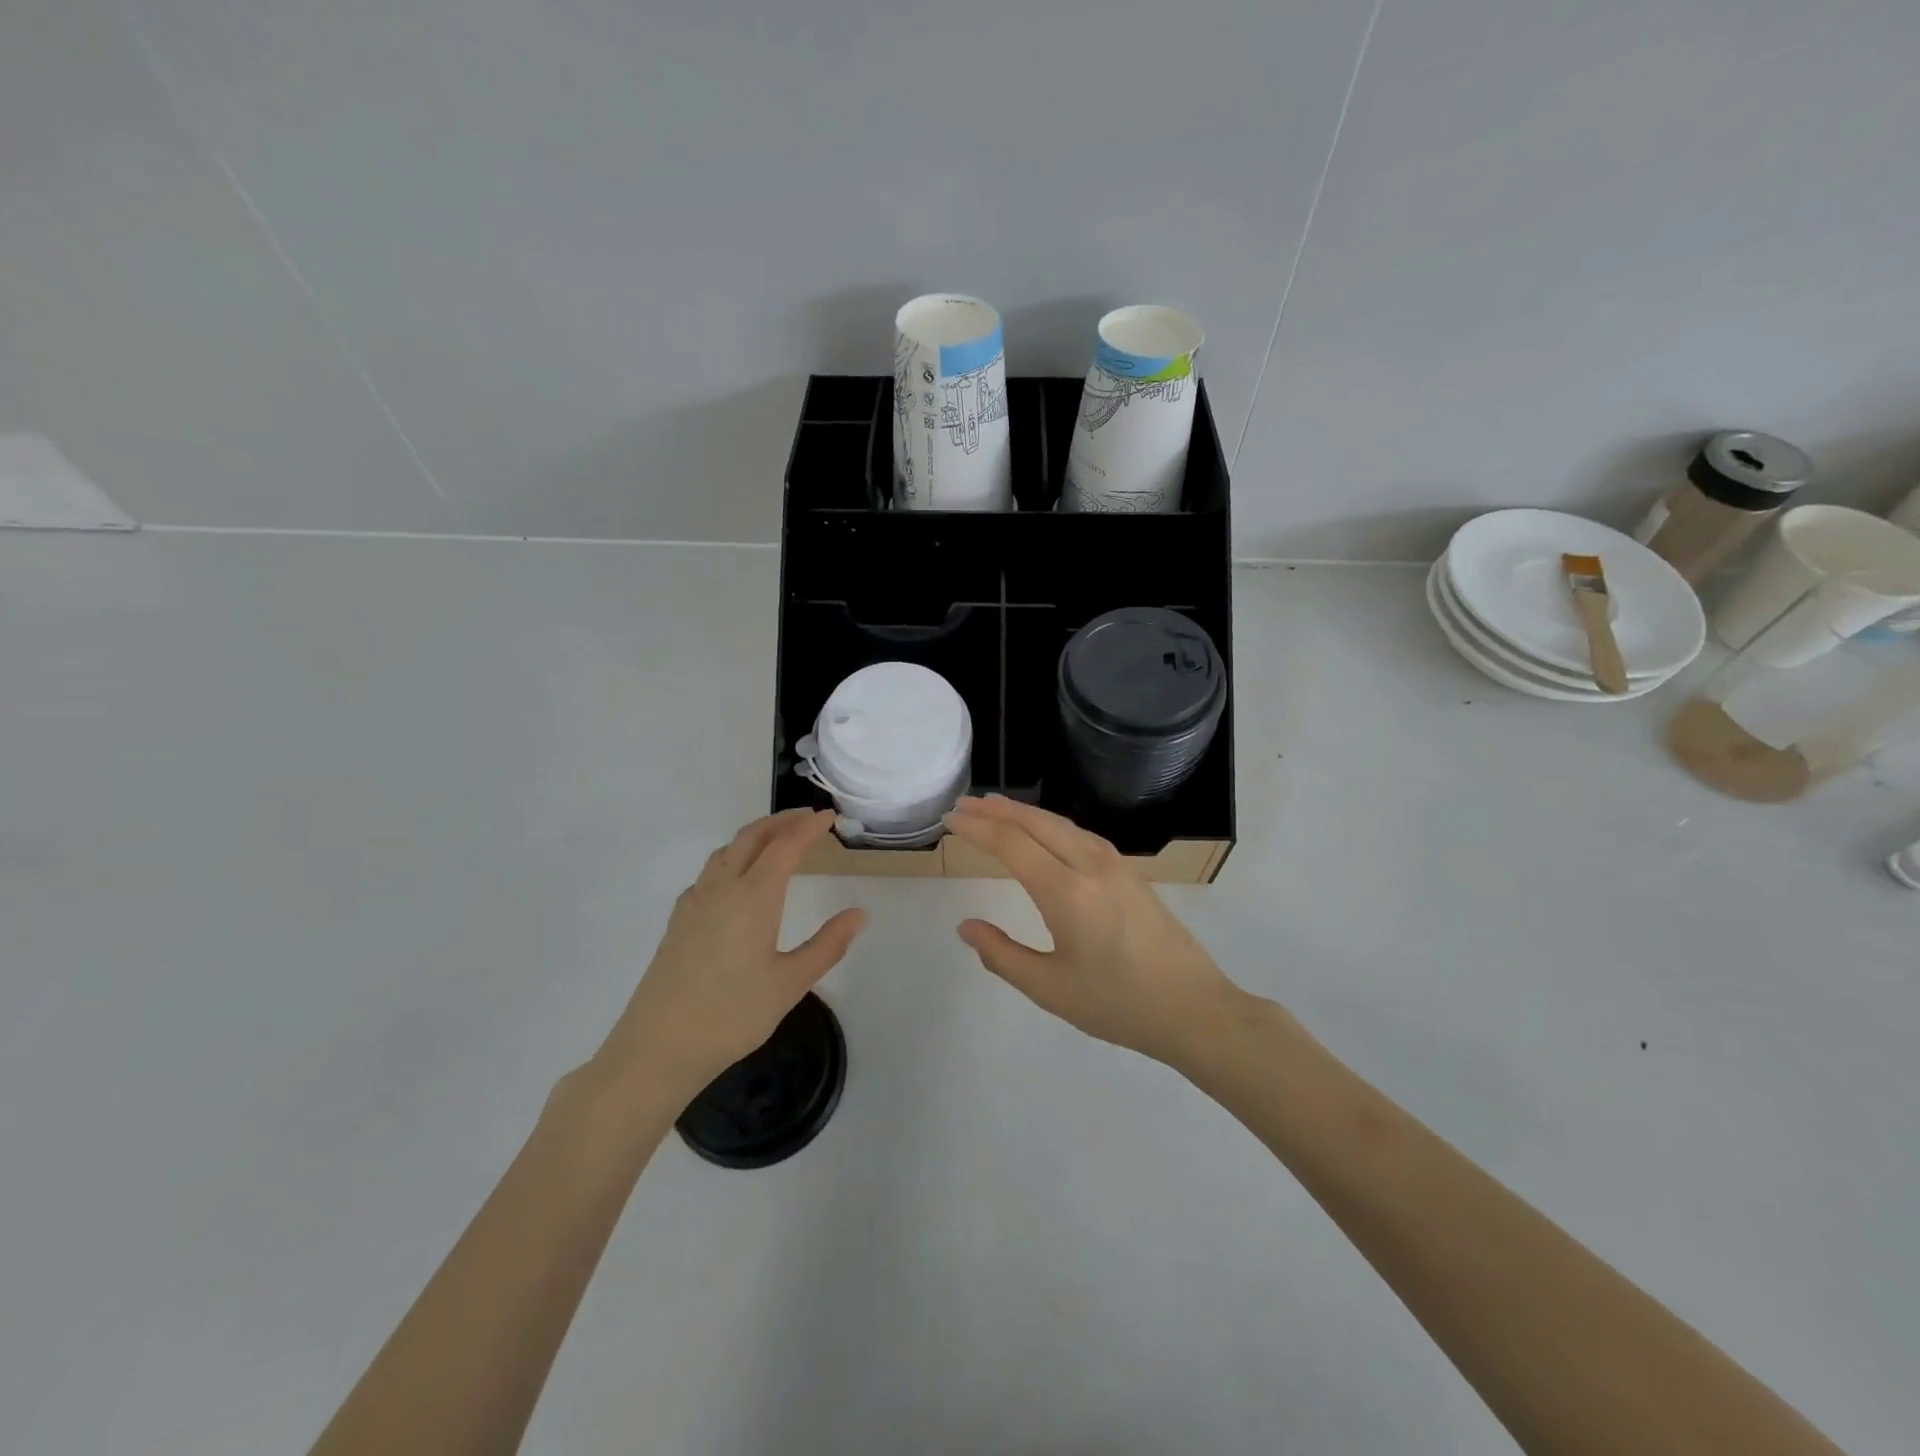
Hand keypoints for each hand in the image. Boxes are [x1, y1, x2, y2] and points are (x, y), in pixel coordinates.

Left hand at [598, 810, 866, 1097]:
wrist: (658, 1047)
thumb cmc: (732, 1015)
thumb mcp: (790, 983)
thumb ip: (828, 945)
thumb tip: (860, 914)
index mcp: (753, 897)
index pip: (785, 846)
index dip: (808, 827)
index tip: (829, 816)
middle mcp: (721, 888)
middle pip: (751, 837)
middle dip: (780, 821)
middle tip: (807, 818)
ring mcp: (694, 902)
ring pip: (726, 851)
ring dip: (754, 836)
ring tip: (777, 840)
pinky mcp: (678, 920)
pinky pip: (709, 872)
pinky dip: (732, 858)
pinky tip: (737, 881)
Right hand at [945, 796, 1247, 1065]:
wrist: (1194, 1008)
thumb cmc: (1118, 1004)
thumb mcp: (1050, 988)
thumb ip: (1002, 955)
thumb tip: (966, 927)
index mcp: (1066, 891)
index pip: (1011, 843)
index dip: (977, 828)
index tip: (951, 819)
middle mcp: (1090, 865)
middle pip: (1035, 823)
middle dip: (996, 810)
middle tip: (964, 804)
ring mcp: (1115, 864)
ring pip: (1060, 824)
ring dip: (1024, 813)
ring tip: (995, 809)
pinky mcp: (1130, 872)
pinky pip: (1080, 834)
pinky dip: (1050, 824)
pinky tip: (1043, 832)